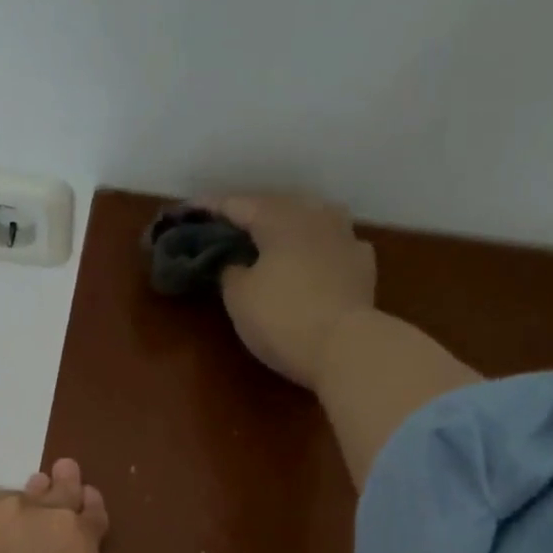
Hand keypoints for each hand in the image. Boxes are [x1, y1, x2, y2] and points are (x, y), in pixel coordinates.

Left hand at [0, 459, 166, 552]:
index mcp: (74, 532)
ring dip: (17, 510)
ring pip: (4, 505)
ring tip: (18, 519)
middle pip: (48, 493)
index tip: (87, 503)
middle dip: (59, 488)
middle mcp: (25, 514)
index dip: (90, 509)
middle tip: (59, 475)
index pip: (87, 508)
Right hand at [205, 195, 378, 389]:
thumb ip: (230, 270)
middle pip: (277, 206)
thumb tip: (235, 263)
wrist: (345, 347)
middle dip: (252, 214)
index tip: (189, 211)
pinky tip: (314, 259)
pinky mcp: (363, 265)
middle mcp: (314, 217)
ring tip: (275, 236)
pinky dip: (318, 248)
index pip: (237, 205)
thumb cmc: (282, 317)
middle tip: (229, 226)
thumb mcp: (239, 296)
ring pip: (312, 219)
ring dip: (291, 224)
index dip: (210, 208)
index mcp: (279, 219)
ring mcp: (345, 238)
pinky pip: (334, 245)